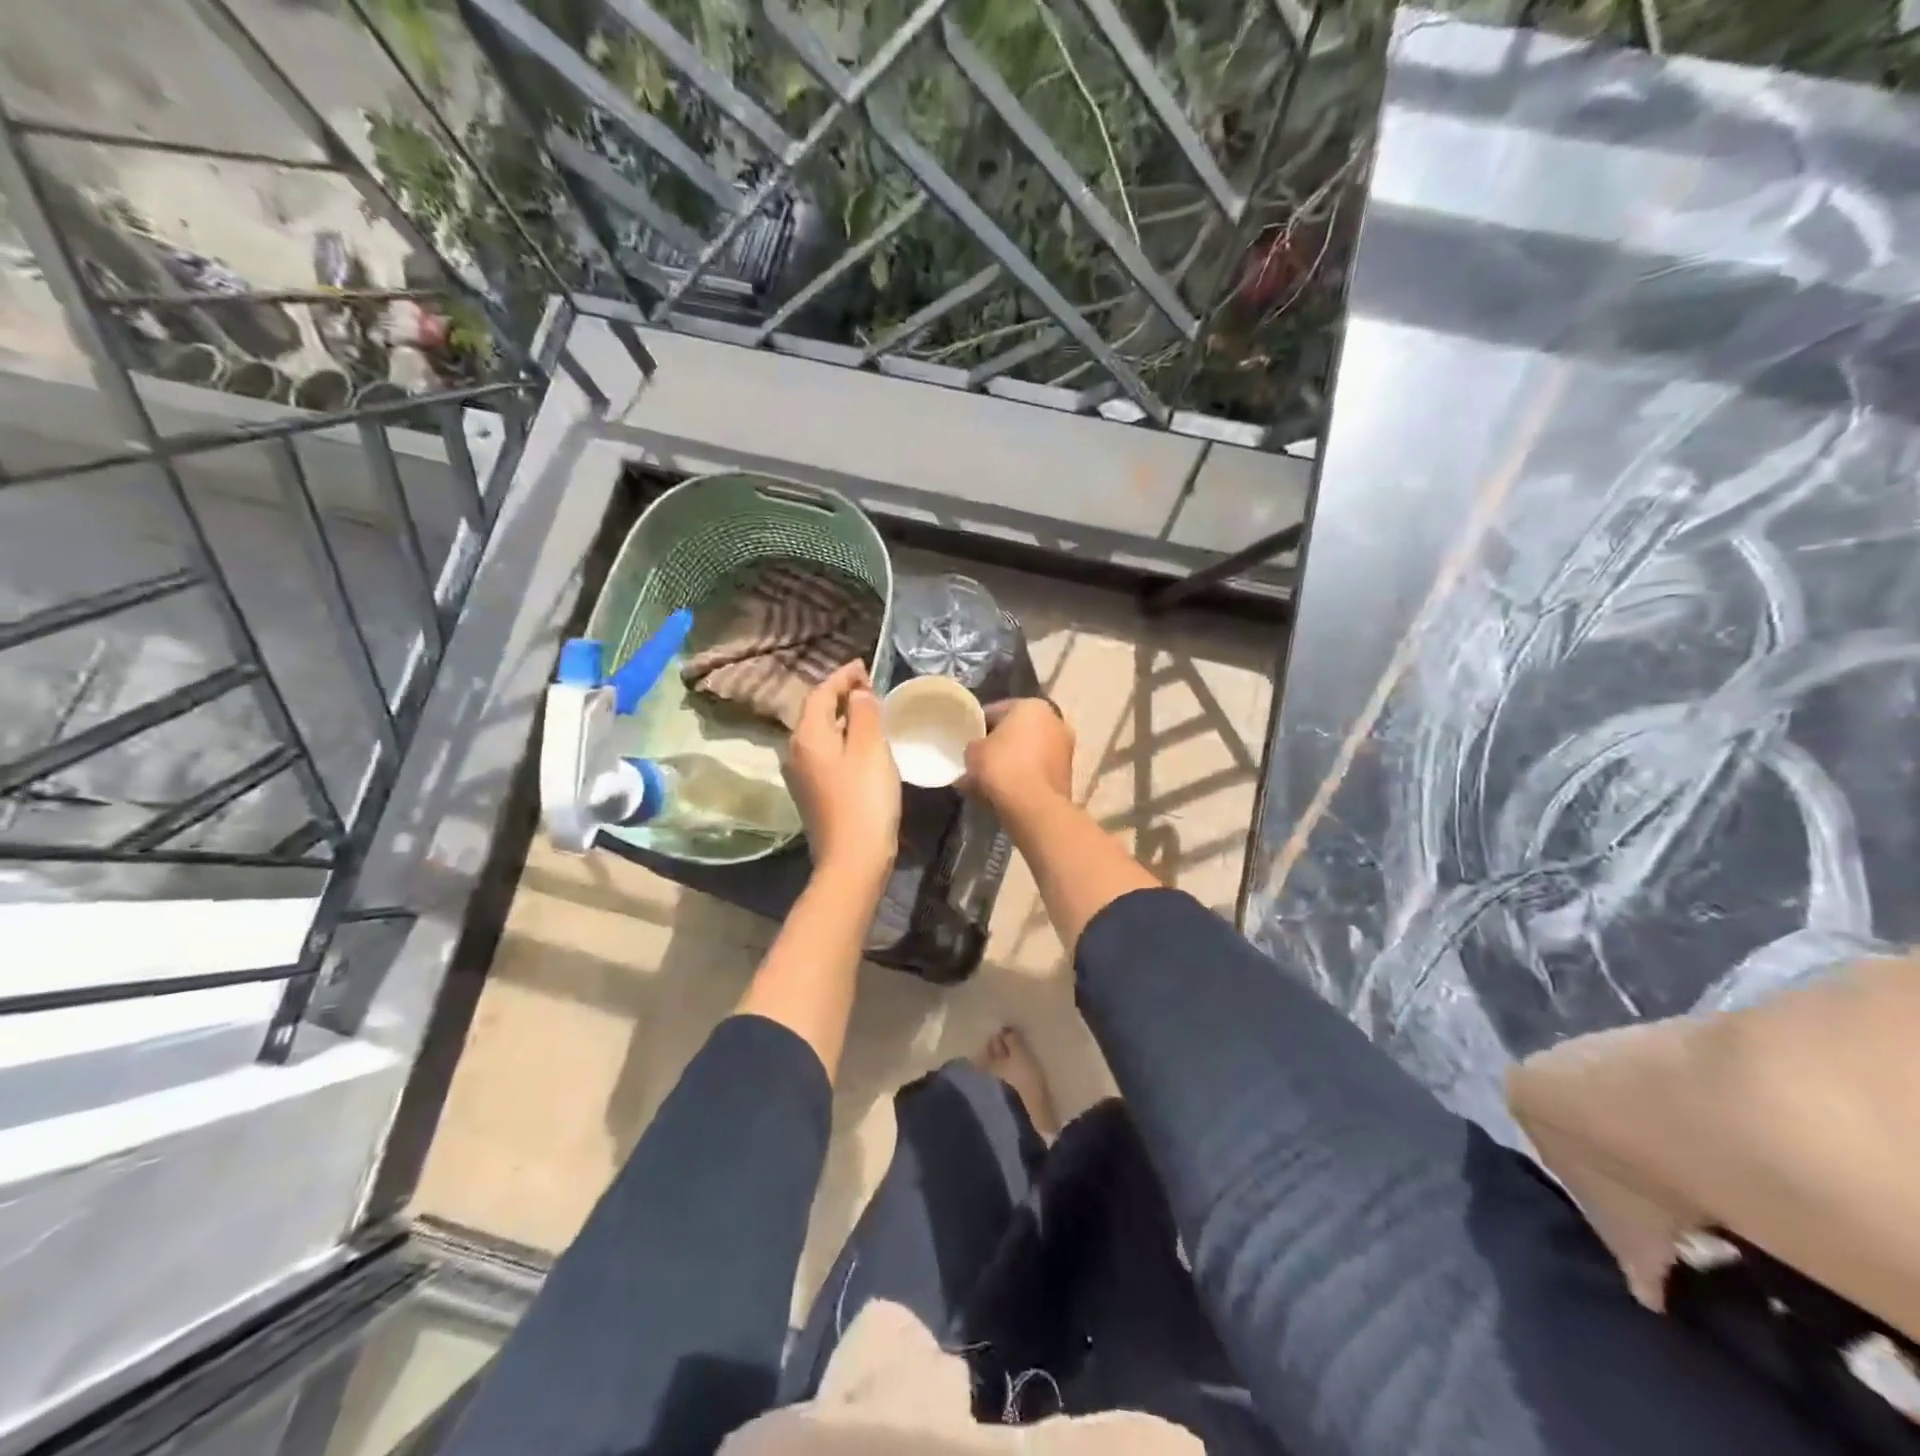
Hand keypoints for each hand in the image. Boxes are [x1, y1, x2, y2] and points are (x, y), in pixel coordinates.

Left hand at [786, 661, 900, 881]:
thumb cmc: (865, 799)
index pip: (820, 693)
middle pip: (816, 713)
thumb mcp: (870, 748)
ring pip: (821, 735)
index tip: (864, 667)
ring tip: (870, 714)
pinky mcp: (812, 794)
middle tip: (870, 689)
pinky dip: (842, 741)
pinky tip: (862, 748)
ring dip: (842, 720)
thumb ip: (864, 713)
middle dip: (841, 696)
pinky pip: (825, 754)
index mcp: (808, 735)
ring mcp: (801, 775)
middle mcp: (796, 751)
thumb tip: (857, 694)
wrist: (852, 859)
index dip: (842, 677)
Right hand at [962, 699, 1073, 810]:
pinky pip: (1036, 772)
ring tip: (986, 782)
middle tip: (977, 761)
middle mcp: (1055, 721)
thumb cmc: (1002, 766)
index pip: (997, 711)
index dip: (978, 725)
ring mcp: (1065, 749)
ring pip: (1028, 754)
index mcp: (1032, 705)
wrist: (1034, 806)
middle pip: (1017, 732)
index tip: (966, 740)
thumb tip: (978, 751)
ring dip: (1010, 764)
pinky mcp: (1067, 775)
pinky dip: (1022, 779)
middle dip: (998, 746)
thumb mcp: (973, 752)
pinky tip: (1003, 793)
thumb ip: (974, 746)